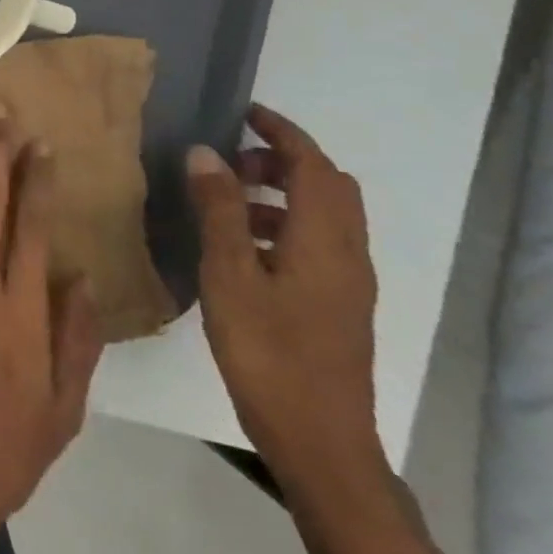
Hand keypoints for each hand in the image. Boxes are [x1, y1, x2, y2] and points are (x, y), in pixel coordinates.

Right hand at [188, 106, 383, 496]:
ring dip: (280, 194)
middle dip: (281, 162)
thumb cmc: (269, 351)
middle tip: (229, 163)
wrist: (319, 440)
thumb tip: (205, 152)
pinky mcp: (337, 306)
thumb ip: (219, 210)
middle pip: (327, 187)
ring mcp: (346, 283)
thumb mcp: (230, 274)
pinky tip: (240, 249)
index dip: (283, 133)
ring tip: (225, 204)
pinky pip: (315, 243)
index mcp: (326, 240)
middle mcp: (347, 254)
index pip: (314, 165)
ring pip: (321, 216)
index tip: (245, 113)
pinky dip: (282, 225)